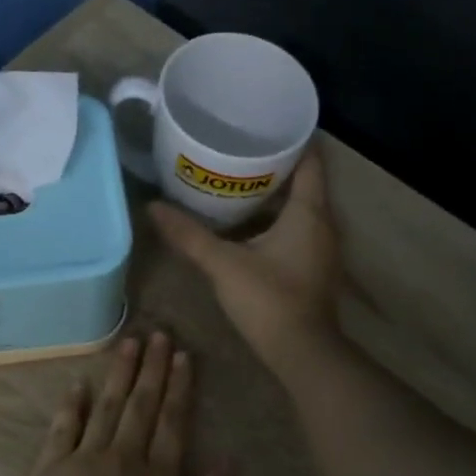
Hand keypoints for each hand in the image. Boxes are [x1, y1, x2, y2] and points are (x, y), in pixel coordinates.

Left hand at [6, 333, 234, 475]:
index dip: (179, 386)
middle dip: (152, 368)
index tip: (182, 356)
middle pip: (141, 405)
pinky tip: (79, 383)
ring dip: (118, 374)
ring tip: (128, 344)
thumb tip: (228, 463)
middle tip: (158, 334)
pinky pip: (62, 429)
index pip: (173, 421)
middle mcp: (122, 460)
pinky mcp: (47, 474)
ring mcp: (81, 463)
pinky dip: (71, 404)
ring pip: (105, 407)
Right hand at [149, 143, 343, 377]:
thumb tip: (152, 208)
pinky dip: (276, 216)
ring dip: (274, 192)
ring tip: (237, 177)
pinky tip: (247, 220)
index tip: (264, 123)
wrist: (301, 352)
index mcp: (308, 212)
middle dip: (274, 163)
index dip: (291, 138)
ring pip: (300, 206)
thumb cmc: (269, 299)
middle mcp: (323, 222)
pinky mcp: (313, 265)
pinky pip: (297, 227)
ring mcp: (321, 246)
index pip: (310, 159)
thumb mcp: (223, 264)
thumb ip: (189, 235)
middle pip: (304, 180)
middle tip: (238, 147)